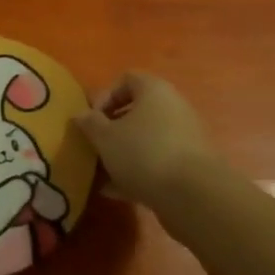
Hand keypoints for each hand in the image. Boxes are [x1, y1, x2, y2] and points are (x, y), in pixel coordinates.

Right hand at [75, 72, 216, 209]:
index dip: (105, 96)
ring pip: (145, 139)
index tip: (92, 119)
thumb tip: (81, 115)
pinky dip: (137, 172)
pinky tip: (115, 191)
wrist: (194, 196)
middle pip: (137, 111)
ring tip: (101, 173)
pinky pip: (157, 162)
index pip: (126, 79)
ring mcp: (184, 137)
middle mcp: (173, 107)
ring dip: (123, 153)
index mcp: (154, 90)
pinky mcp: (189, 166)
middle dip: (112, 129)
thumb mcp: (106, 137)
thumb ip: (90, 123)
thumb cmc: (144, 153)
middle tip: (95, 146)